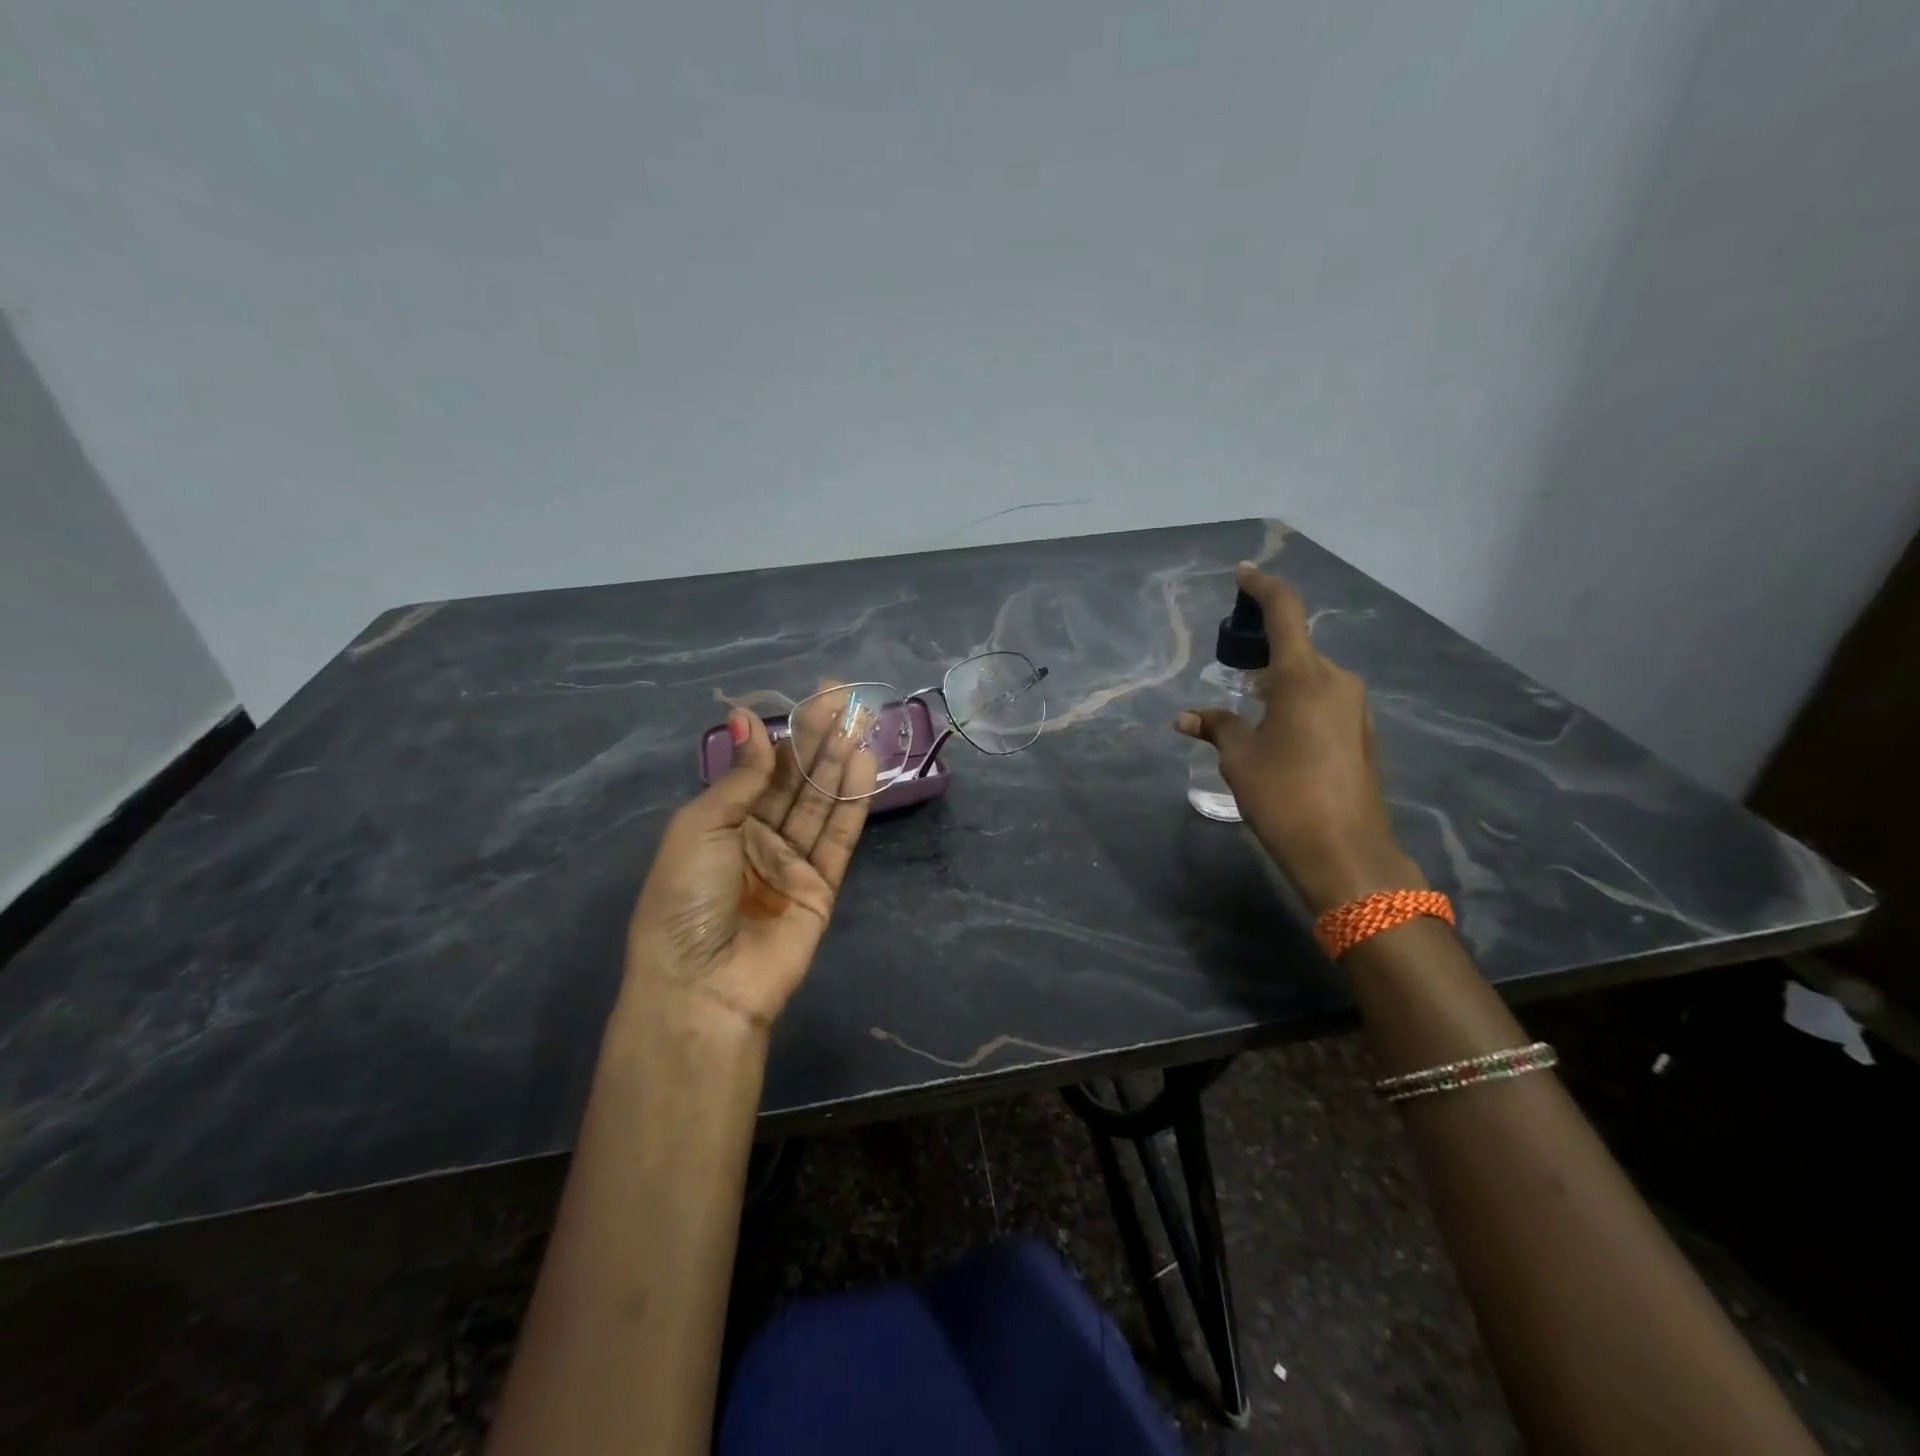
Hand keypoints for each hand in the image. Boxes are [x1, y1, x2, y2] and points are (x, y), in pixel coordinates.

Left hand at [621, 685, 879, 1037]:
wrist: (703, 986)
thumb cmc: (686, 899)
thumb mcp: (701, 827)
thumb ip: (740, 777)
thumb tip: (747, 719)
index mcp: (719, 822)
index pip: (761, 767)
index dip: (787, 731)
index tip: (816, 696)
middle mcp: (756, 837)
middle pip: (795, 780)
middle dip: (819, 738)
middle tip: (846, 698)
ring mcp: (791, 863)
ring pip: (820, 804)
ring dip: (839, 763)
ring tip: (861, 723)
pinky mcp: (821, 888)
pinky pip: (838, 838)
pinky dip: (852, 804)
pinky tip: (863, 766)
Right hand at [1177, 563, 1423, 915]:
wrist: (1345, 852)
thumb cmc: (1284, 795)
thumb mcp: (1239, 758)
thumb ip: (1216, 727)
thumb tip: (1187, 718)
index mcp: (1302, 676)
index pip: (1284, 612)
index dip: (1261, 588)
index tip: (1243, 574)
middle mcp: (1335, 681)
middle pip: (1296, 648)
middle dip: (1263, 650)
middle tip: (1230, 667)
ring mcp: (1354, 708)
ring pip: (1309, 677)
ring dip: (1278, 681)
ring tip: (1247, 708)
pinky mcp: (1361, 734)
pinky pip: (1322, 701)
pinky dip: (1295, 703)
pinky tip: (1276, 733)